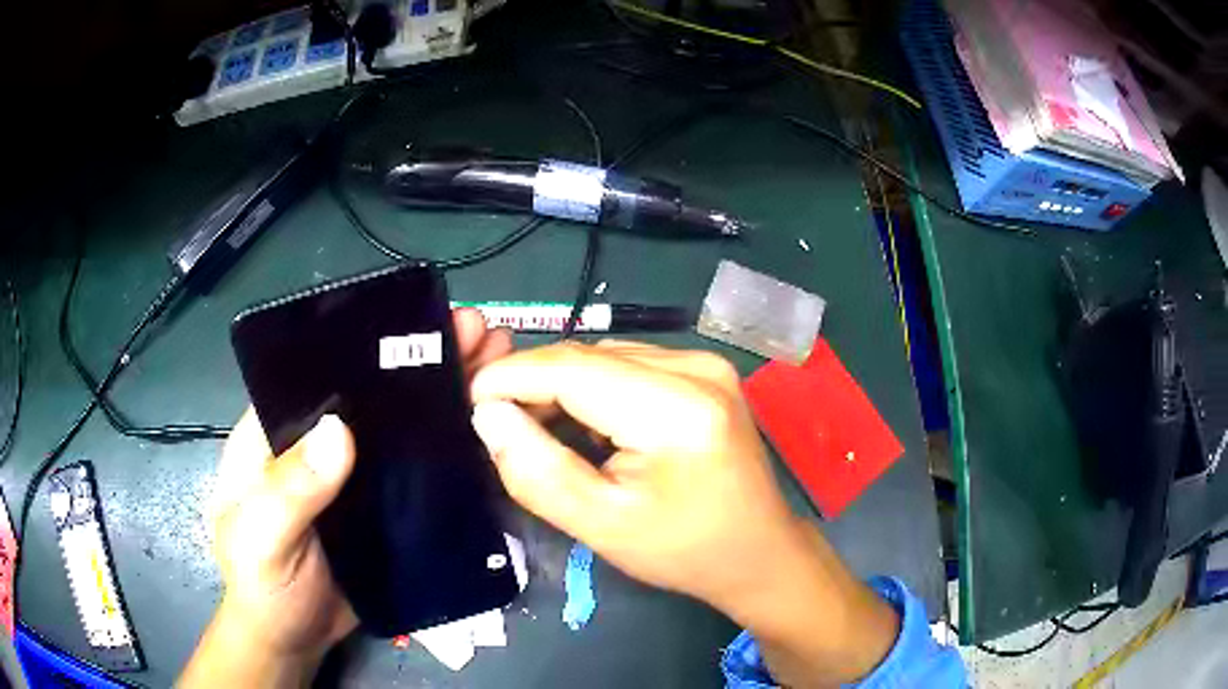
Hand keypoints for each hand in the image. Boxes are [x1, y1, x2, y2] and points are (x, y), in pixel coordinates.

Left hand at [181, 309, 510, 686]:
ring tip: (497, 368)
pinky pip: (420, 473)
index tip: (421, 323)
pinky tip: (490, 434)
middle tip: (479, 333)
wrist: (293, 639)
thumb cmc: (261, 586)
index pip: (320, 372)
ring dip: (446, 397)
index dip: (368, 343)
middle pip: (372, 391)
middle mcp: (318, 444)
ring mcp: (355, 477)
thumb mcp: (261, 539)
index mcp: (276, 432)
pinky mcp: (383, 509)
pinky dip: (452, 452)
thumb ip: (289, 491)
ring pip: (402, 428)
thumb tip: (340, 431)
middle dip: (425, 358)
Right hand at [469, 341, 897, 685]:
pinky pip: (628, 364)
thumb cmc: (684, 549)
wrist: (757, 551)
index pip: (573, 370)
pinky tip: (582, 421)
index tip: (469, 401)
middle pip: (588, 357)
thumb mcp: (602, 526)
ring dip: (561, 384)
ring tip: (536, 426)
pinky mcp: (704, 370)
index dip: (511, 378)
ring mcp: (706, 363)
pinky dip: (593, 386)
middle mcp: (696, 367)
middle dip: (533, 383)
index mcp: (677, 408)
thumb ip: (537, 471)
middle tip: (498, 423)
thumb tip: (487, 416)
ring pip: (604, 356)